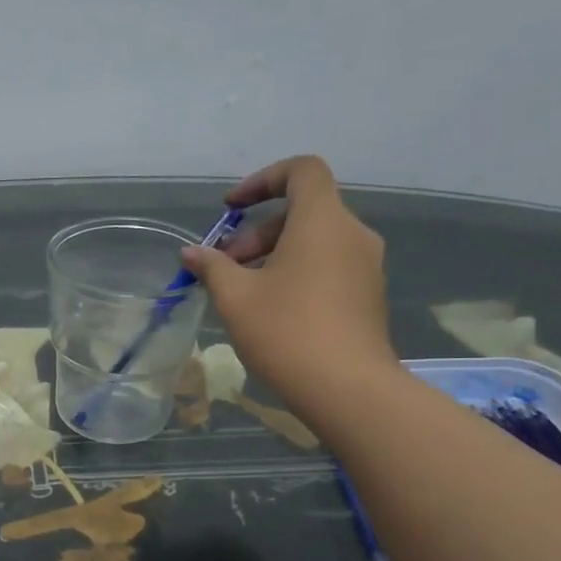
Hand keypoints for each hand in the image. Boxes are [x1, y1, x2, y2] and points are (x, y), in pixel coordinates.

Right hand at [181, 155, 399, 414]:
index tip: (231, 209)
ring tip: (241, 292)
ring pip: (314, 241)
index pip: (302, 171)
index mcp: (322, 221)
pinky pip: (327, 266)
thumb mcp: (235, 297)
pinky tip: (270, 310)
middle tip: (224, 267)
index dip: (263, 180)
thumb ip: (212, 266)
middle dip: (256, 232)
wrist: (347, 389)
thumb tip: (192, 252)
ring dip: (273, 255)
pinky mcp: (367, 295)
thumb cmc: (286, 332)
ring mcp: (365, 265)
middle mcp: (352, 233)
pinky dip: (296, 272)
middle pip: (301, 211)